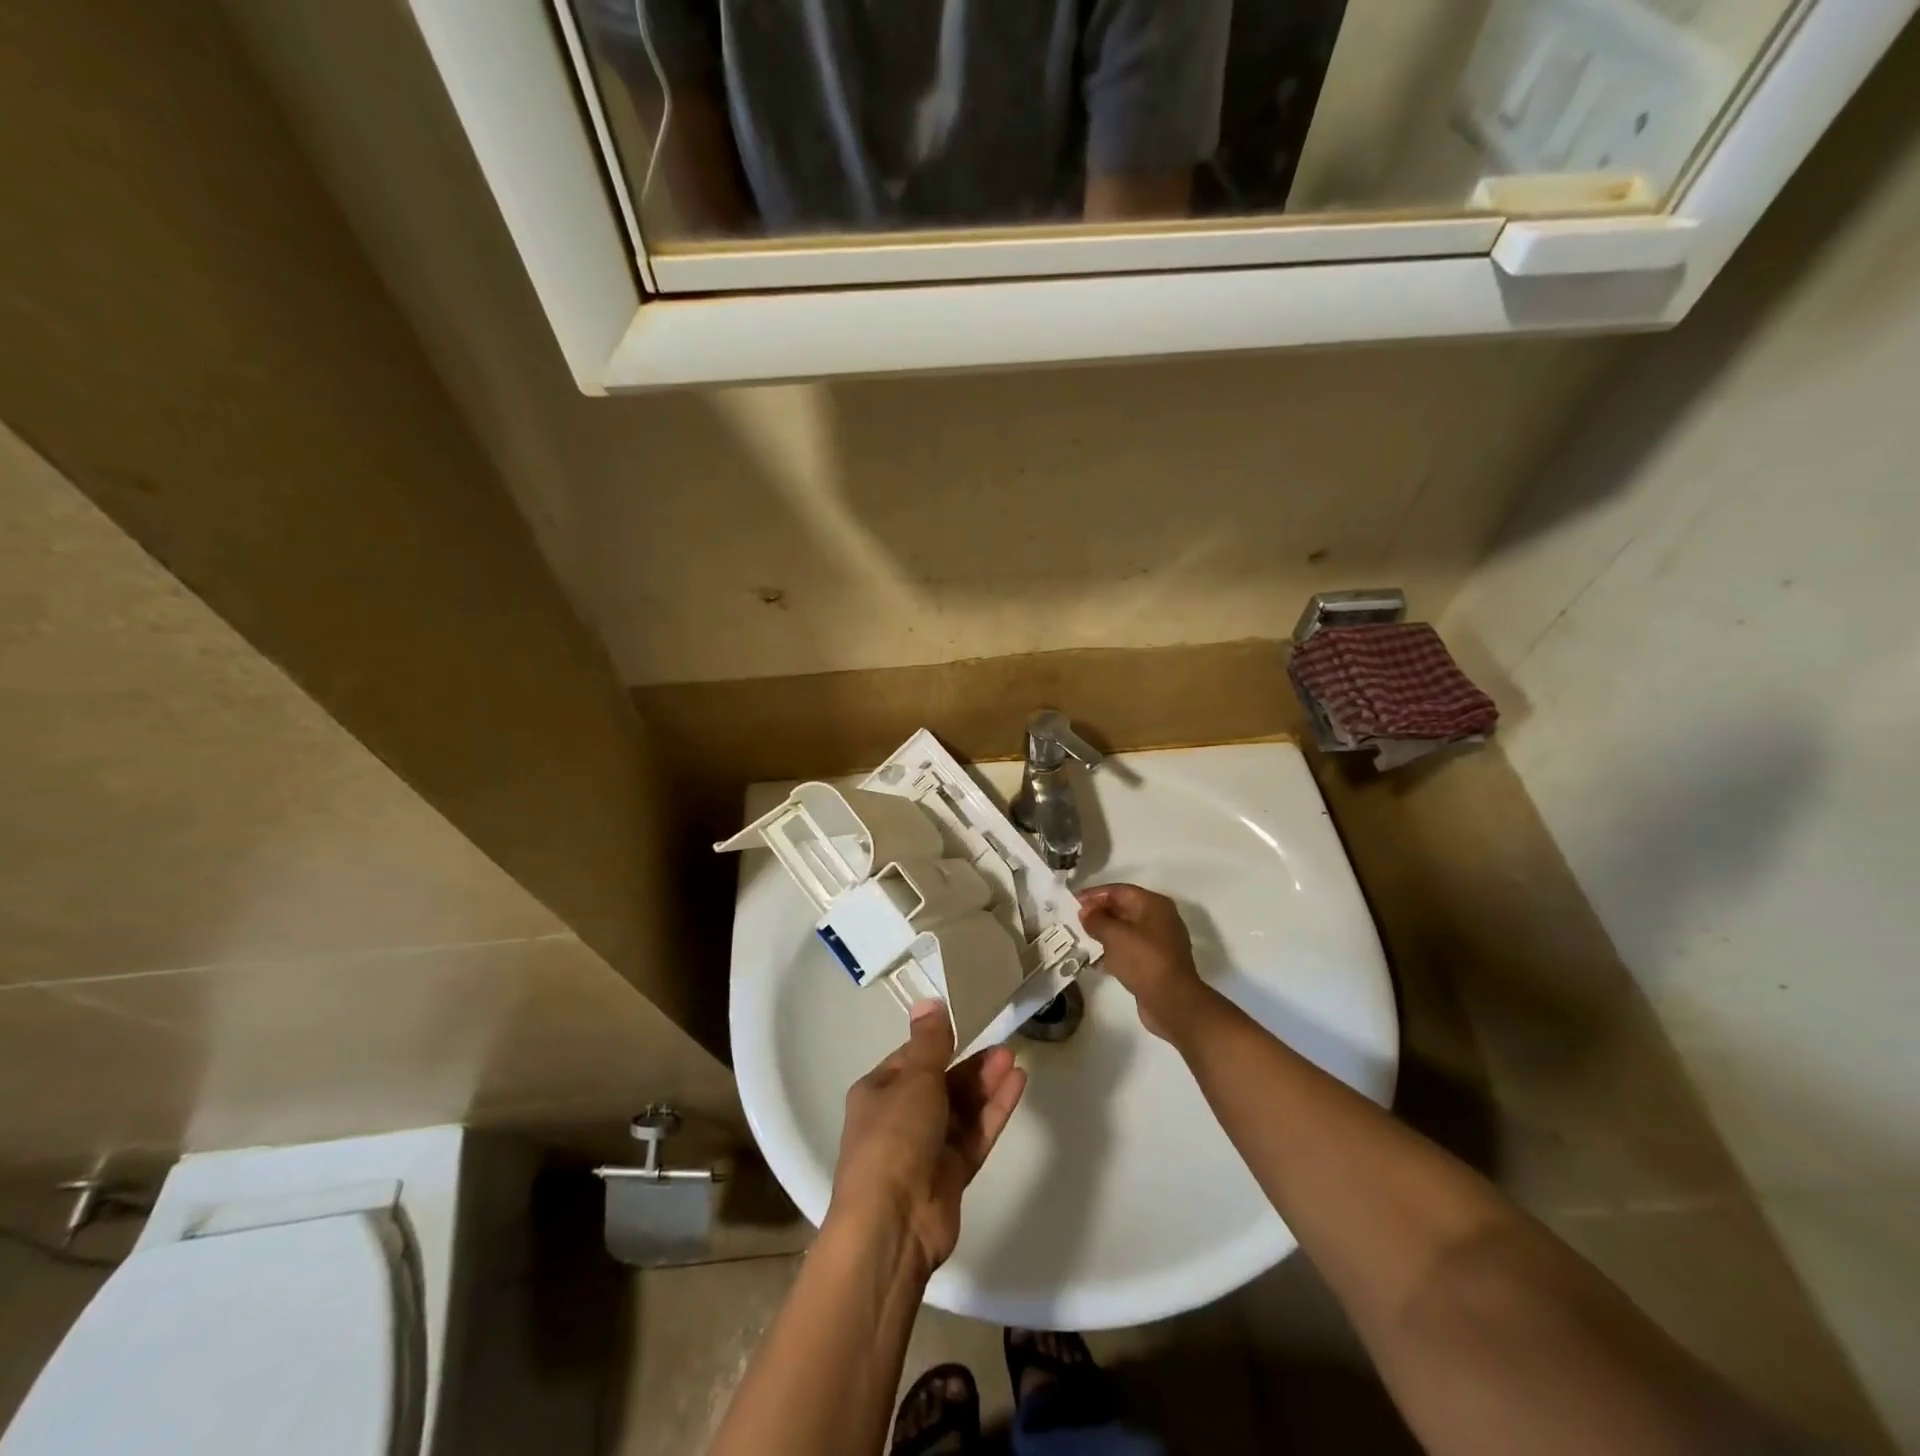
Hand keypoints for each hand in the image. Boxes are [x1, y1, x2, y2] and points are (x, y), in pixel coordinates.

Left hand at [829, 1000, 1026, 1272]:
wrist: (892, 1224)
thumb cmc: (894, 1137)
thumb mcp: (913, 1079)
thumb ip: (930, 1042)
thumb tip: (928, 1002)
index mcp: (878, 1092)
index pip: (910, 1059)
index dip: (938, 1043)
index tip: (967, 1025)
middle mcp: (899, 1119)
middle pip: (940, 1084)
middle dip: (970, 1065)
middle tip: (1003, 1045)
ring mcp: (926, 1149)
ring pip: (961, 1109)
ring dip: (985, 1085)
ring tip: (1013, 1059)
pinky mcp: (951, 1175)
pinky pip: (974, 1135)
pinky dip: (993, 1112)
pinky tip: (1017, 1086)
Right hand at [1078, 884, 1215, 1044]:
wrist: (1173, 1003)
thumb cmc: (1144, 961)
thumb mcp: (1115, 936)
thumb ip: (1096, 920)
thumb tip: (1085, 912)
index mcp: (1154, 905)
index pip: (1119, 891)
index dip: (1094, 895)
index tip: (1072, 902)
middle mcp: (1158, 919)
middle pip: (1122, 909)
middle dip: (1097, 915)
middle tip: (1073, 922)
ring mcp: (1158, 943)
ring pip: (1124, 931)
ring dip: (1102, 935)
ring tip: (1079, 940)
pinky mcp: (1154, 964)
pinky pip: (1128, 951)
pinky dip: (1111, 953)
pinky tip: (1092, 961)